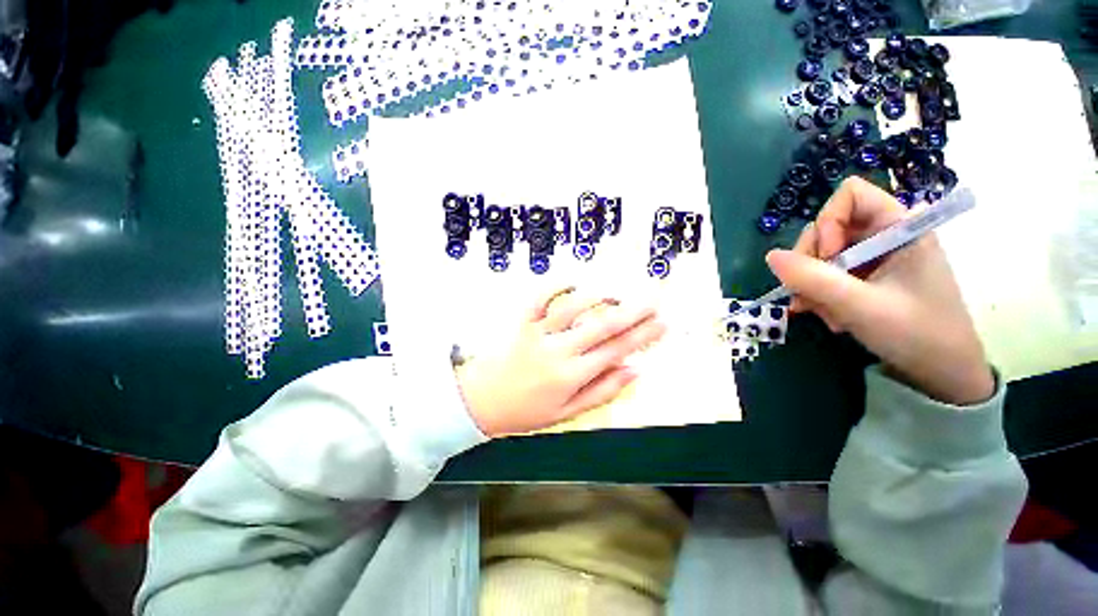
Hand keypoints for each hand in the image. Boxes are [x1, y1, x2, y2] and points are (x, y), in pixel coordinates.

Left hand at [456, 287, 665, 435]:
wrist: (481, 402)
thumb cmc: (526, 411)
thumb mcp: (567, 413)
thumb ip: (602, 391)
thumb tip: (634, 371)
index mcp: (572, 375)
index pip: (616, 350)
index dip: (642, 336)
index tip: (662, 324)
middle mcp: (559, 350)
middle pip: (602, 326)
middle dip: (632, 313)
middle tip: (654, 301)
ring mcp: (539, 333)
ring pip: (574, 308)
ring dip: (599, 297)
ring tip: (619, 293)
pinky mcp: (523, 323)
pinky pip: (539, 299)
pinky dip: (555, 286)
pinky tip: (572, 280)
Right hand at [765, 177, 993, 404]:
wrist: (942, 373)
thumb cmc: (916, 333)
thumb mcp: (860, 306)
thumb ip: (812, 279)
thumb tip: (771, 256)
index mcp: (900, 228)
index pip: (850, 196)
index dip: (828, 222)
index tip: (826, 257)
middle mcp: (885, 236)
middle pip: (827, 227)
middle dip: (811, 261)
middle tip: (809, 293)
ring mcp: (875, 257)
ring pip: (822, 254)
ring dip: (812, 284)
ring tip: (822, 313)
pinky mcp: (866, 276)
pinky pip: (827, 274)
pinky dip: (819, 294)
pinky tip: (829, 316)